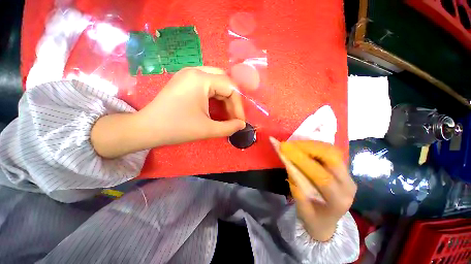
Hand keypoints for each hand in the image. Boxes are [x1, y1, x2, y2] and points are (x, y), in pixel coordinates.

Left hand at [137, 66, 245, 145]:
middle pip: (225, 82)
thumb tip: (242, 125)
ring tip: (227, 114)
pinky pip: (208, 85)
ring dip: (225, 98)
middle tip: (234, 116)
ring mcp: (189, 75)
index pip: (230, 87)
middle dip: (233, 100)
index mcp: (201, 79)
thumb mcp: (207, 129)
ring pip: (217, 82)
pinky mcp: (185, 81)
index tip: (240, 121)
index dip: (238, 105)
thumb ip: (229, 127)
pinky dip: (216, 97)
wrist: (147, 129)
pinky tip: (217, 108)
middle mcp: (195, 71)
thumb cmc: (177, 128)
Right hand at [279, 140, 356, 241]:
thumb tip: (288, 164)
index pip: (322, 176)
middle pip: (332, 157)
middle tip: (289, 144)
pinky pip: (329, 151)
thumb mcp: (302, 211)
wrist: (328, 221)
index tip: (284, 149)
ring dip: (310, 144)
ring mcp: (347, 175)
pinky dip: (313, 146)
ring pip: (332, 151)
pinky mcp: (342, 168)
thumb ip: (296, 189)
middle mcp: (348, 185)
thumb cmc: (314, 219)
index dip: (301, 160)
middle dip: (308, 147)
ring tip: (293, 144)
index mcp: (339, 200)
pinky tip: (301, 146)